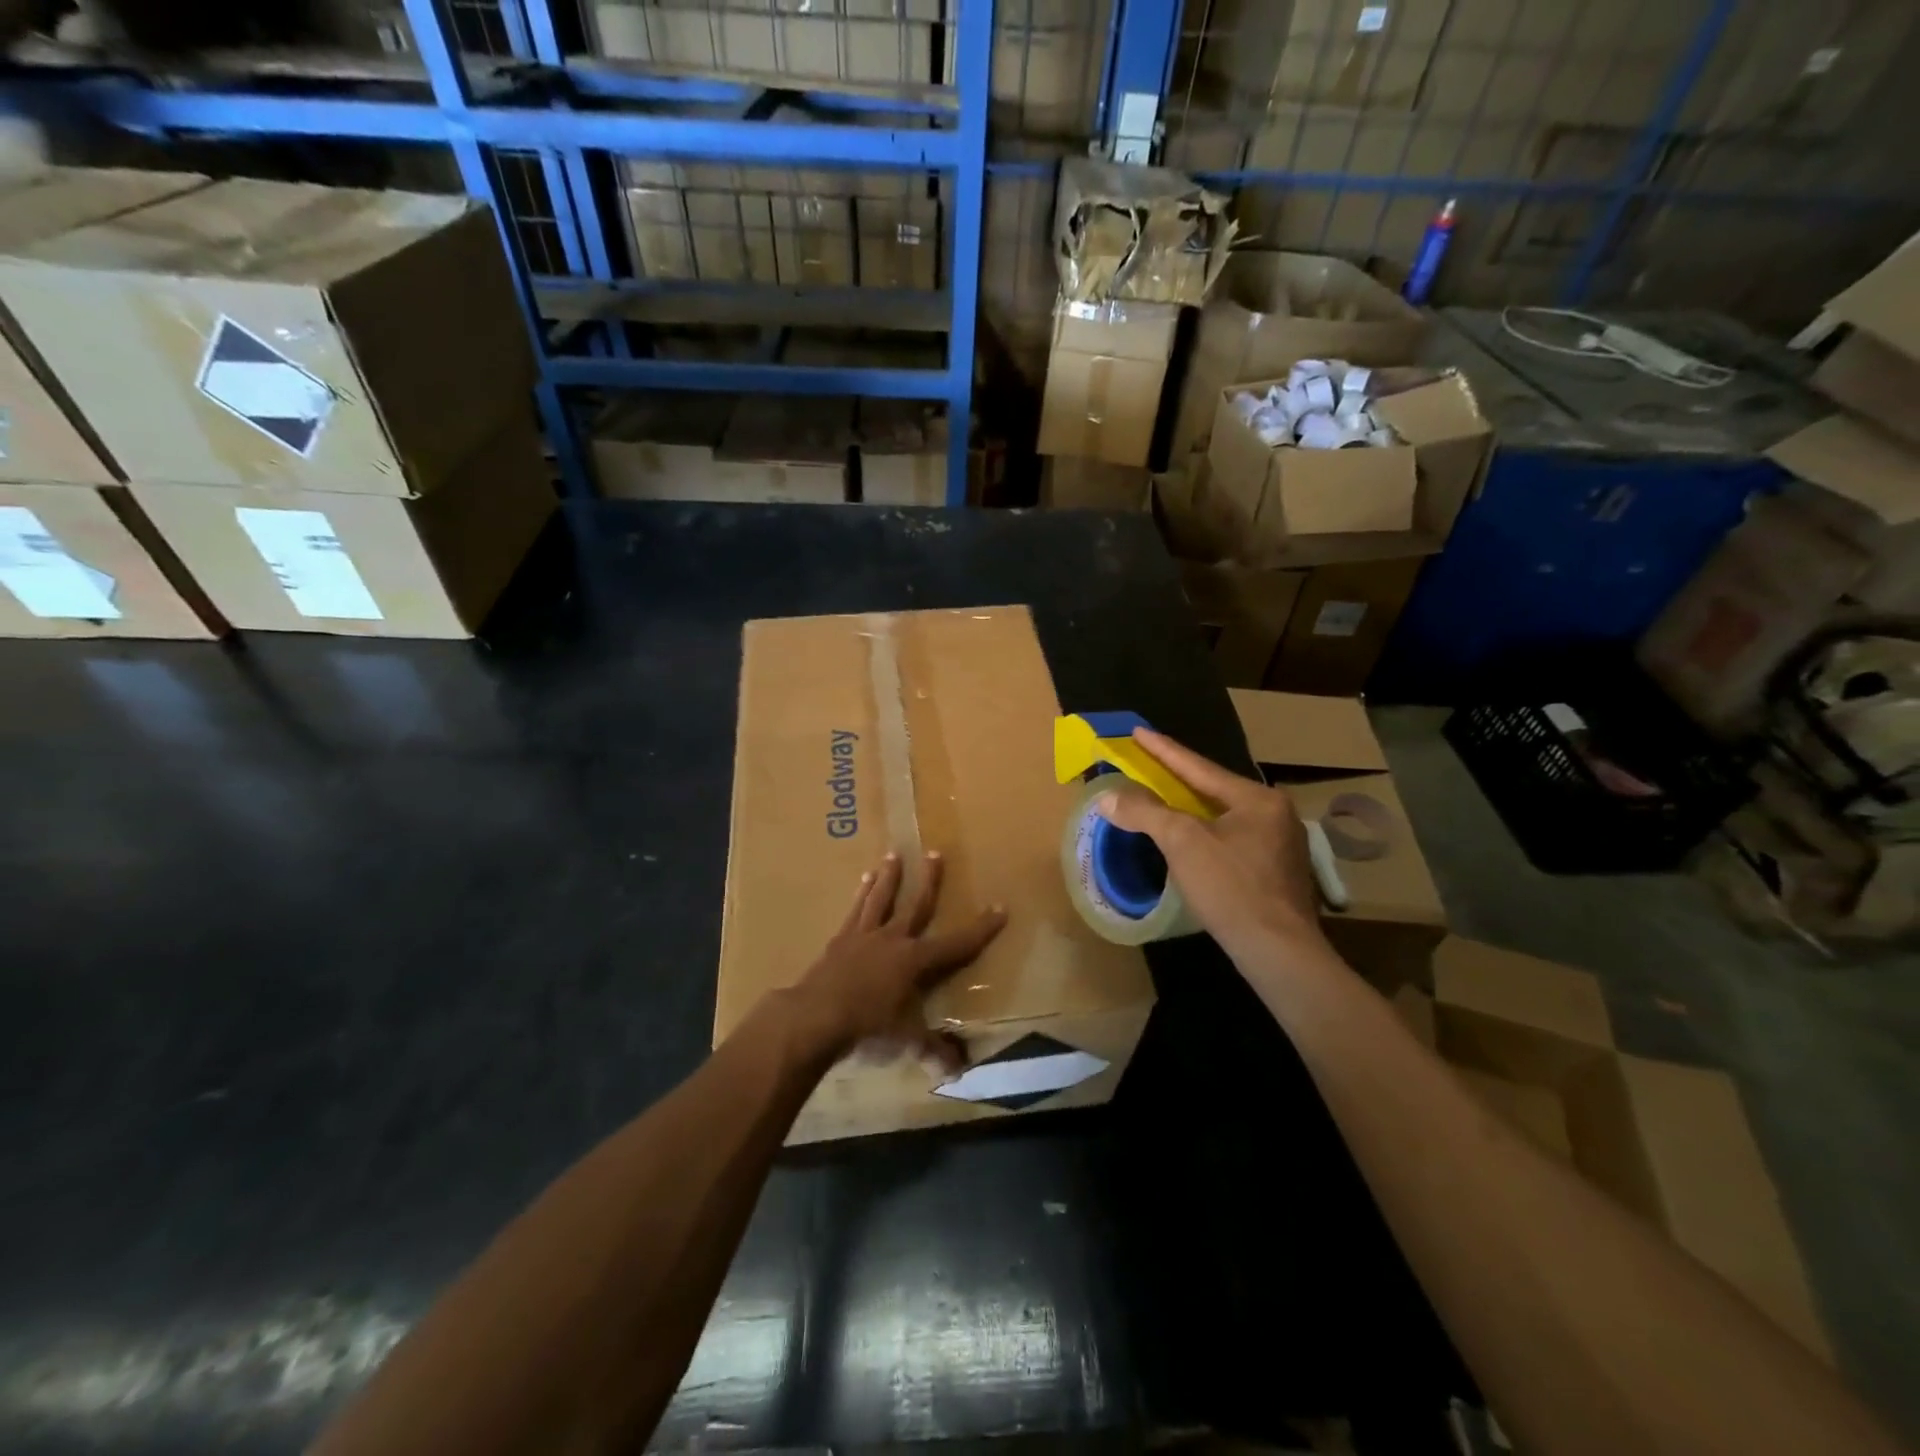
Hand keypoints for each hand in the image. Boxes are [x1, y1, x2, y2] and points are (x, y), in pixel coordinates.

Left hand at [789, 851, 1005, 1073]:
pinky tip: (863, 880)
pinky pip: (855, 911)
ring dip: (889, 877)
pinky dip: (861, 894)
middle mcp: (893, 939)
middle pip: (916, 905)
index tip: (1000, 908)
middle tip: (935, 852)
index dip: (981, 928)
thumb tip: (958, 1069)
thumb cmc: (866, 1025)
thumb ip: (932, 1049)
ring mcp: (864, 935)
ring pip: (881, 899)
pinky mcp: (840, 939)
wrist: (815, 1015)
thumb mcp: (905, 1039)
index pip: (957, 943)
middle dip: (930, 880)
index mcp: (915, 960)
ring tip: (892, 855)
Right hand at [1095, 728, 1323, 961]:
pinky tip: (1192, 841)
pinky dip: (1206, 834)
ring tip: (1165, 800)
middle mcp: (1275, 814)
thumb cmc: (1231, 888)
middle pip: (1214, 790)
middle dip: (1179, 779)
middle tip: (1149, 765)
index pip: (1199, 767)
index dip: (1163, 750)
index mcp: (1257, 799)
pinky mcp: (1278, 873)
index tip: (1138, 731)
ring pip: (1225, 817)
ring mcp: (1281, 845)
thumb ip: (1146, 813)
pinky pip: (1233, 840)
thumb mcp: (1182, 843)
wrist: (1278, 951)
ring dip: (1192, 809)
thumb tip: (1109, 797)